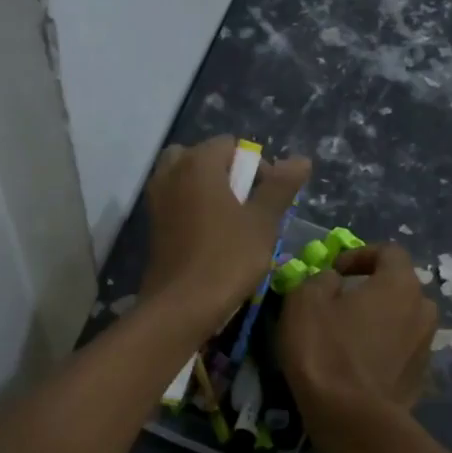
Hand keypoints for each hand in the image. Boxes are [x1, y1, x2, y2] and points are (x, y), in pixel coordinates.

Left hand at [141, 137, 310, 326]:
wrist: (181, 306)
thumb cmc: (227, 259)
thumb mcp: (263, 222)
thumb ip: (280, 187)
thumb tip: (300, 159)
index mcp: (197, 163)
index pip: (230, 145)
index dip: (255, 166)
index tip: (267, 198)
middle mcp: (170, 174)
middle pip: (200, 158)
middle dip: (224, 174)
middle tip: (244, 204)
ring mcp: (156, 201)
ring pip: (183, 181)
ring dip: (206, 192)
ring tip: (229, 222)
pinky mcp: (151, 227)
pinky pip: (174, 204)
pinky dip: (191, 210)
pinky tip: (210, 238)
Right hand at [279, 245, 437, 422]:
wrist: (351, 418)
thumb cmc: (325, 351)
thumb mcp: (305, 302)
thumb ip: (320, 280)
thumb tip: (333, 281)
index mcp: (400, 284)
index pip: (389, 251)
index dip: (359, 255)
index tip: (334, 272)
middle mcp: (423, 309)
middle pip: (400, 286)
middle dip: (371, 289)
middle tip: (341, 303)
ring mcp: (426, 345)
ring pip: (402, 320)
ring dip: (378, 320)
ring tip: (348, 336)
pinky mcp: (420, 377)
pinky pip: (400, 350)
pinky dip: (382, 349)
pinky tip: (357, 365)